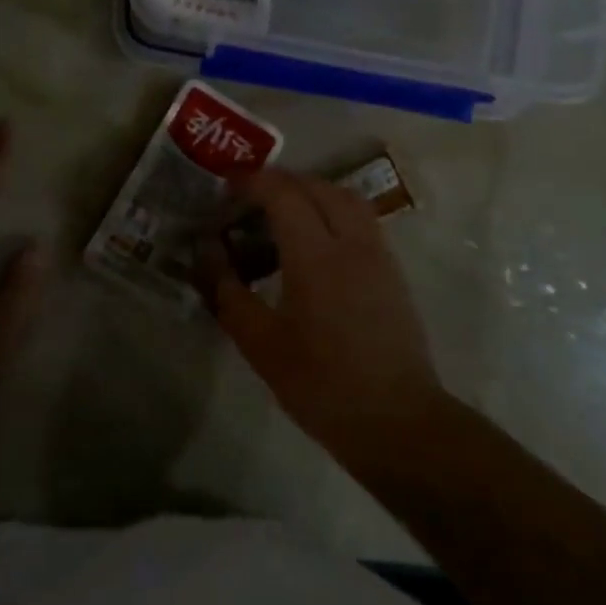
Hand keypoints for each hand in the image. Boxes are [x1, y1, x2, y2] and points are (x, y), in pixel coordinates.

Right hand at [200, 170, 447, 466]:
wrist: (398, 422)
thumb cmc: (322, 384)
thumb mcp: (260, 343)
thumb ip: (228, 291)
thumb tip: (207, 251)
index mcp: (315, 256)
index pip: (283, 193)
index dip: (252, 181)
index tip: (227, 185)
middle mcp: (351, 243)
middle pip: (316, 186)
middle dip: (280, 182)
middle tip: (250, 198)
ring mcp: (378, 255)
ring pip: (345, 198)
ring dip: (311, 192)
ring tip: (283, 213)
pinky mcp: (392, 272)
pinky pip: (361, 220)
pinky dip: (333, 212)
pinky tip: (315, 242)